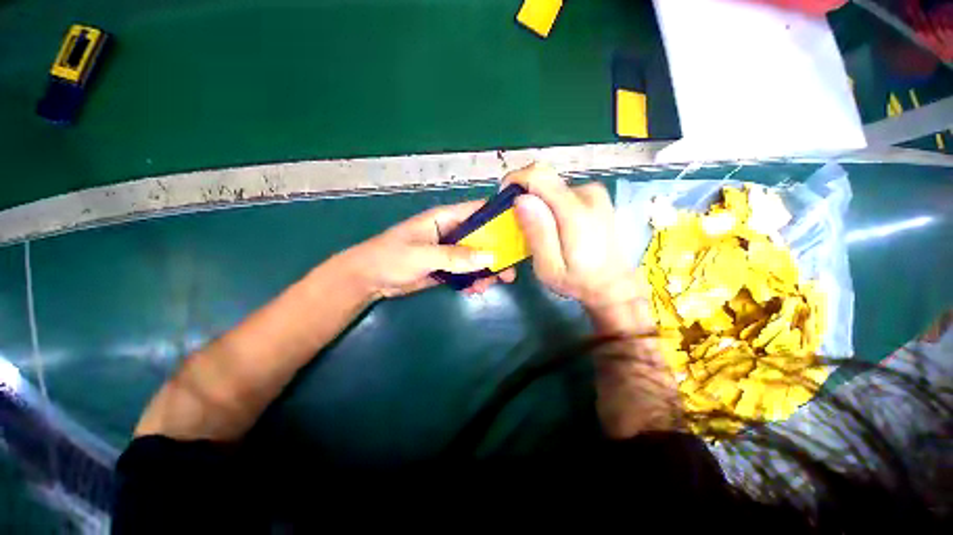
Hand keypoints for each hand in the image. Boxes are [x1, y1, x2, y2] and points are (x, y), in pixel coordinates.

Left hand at [342, 200, 516, 298]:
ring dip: (485, 271)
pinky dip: (472, 281)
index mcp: (445, 218)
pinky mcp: (445, 267)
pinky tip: (473, 291)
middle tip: (509, 272)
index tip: (519, 231)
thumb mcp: (423, 255)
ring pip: (476, 257)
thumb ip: (455, 256)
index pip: (478, 211)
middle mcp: (451, 232)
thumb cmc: (391, 257)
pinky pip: (466, 272)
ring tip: (487, 286)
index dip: (499, 217)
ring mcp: (449, 251)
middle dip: (496, 254)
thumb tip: (490, 257)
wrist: (369, 279)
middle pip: (482, 238)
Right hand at [505, 163, 638, 310]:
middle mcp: (587, 193)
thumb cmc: (577, 281)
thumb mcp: (549, 267)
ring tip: (537, 228)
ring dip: (538, 202)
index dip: (515, 181)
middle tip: (519, 222)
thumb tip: (521, 199)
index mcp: (575, 211)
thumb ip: (537, 232)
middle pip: (544, 178)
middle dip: (525, 195)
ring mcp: (594, 192)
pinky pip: (562, 191)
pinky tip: (552, 225)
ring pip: (552, 185)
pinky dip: (550, 203)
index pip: (538, 175)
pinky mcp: (596, 196)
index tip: (505, 199)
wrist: (613, 284)